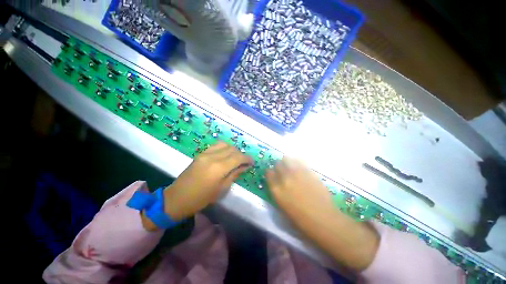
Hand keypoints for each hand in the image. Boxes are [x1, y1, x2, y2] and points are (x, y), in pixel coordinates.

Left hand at [163, 141, 251, 220]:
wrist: (178, 198)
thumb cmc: (201, 198)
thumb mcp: (221, 189)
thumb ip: (234, 174)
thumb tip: (245, 167)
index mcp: (219, 168)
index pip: (238, 157)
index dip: (247, 158)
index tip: (251, 162)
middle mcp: (213, 157)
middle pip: (232, 149)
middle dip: (241, 154)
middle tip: (244, 162)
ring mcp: (205, 153)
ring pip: (224, 145)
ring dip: (233, 150)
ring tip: (235, 158)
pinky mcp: (201, 153)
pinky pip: (216, 145)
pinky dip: (224, 148)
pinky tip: (225, 155)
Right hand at [266, 157, 335, 225]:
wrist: (323, 219)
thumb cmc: (300, 220)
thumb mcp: (282, 207)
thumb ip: (277, 192)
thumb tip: (277, 183)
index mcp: (276, 190)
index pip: (269, 173)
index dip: (270, 173)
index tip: (273, 174)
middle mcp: (285, 178)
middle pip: (278, 164)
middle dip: (279, 166)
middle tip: (283, 170)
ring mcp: (297, 173)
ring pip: (288, 159)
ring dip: (287, 162)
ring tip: (291, 166)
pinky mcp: (308, 171)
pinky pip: (300, 161)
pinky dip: (297, 162)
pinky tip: (300, 167)